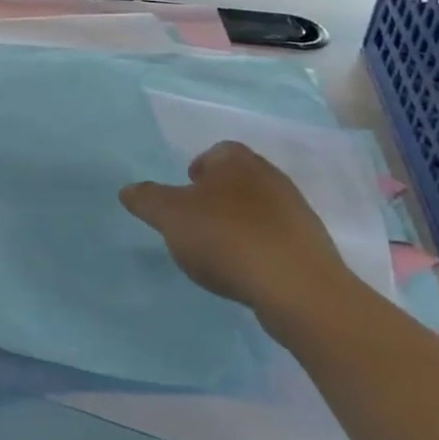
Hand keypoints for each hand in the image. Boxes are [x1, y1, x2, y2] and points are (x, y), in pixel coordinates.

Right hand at [121, 142, 358, 331]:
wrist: (297, 288)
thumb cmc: (226, 238)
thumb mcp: (170, 216)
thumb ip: (147, 199)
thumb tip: (128, 190)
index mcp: (237, 162)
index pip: (216, 152)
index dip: (197, 169)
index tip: (183, 193)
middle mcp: (271, 177)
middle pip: (238, 179)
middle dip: (217, 196)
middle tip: (194, 221)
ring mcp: (296, 212)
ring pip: (258, 209)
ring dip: (239, 223)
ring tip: (218, 251)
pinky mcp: (310, 246)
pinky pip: (275, 238)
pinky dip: (258, 248)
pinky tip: (244, 270)